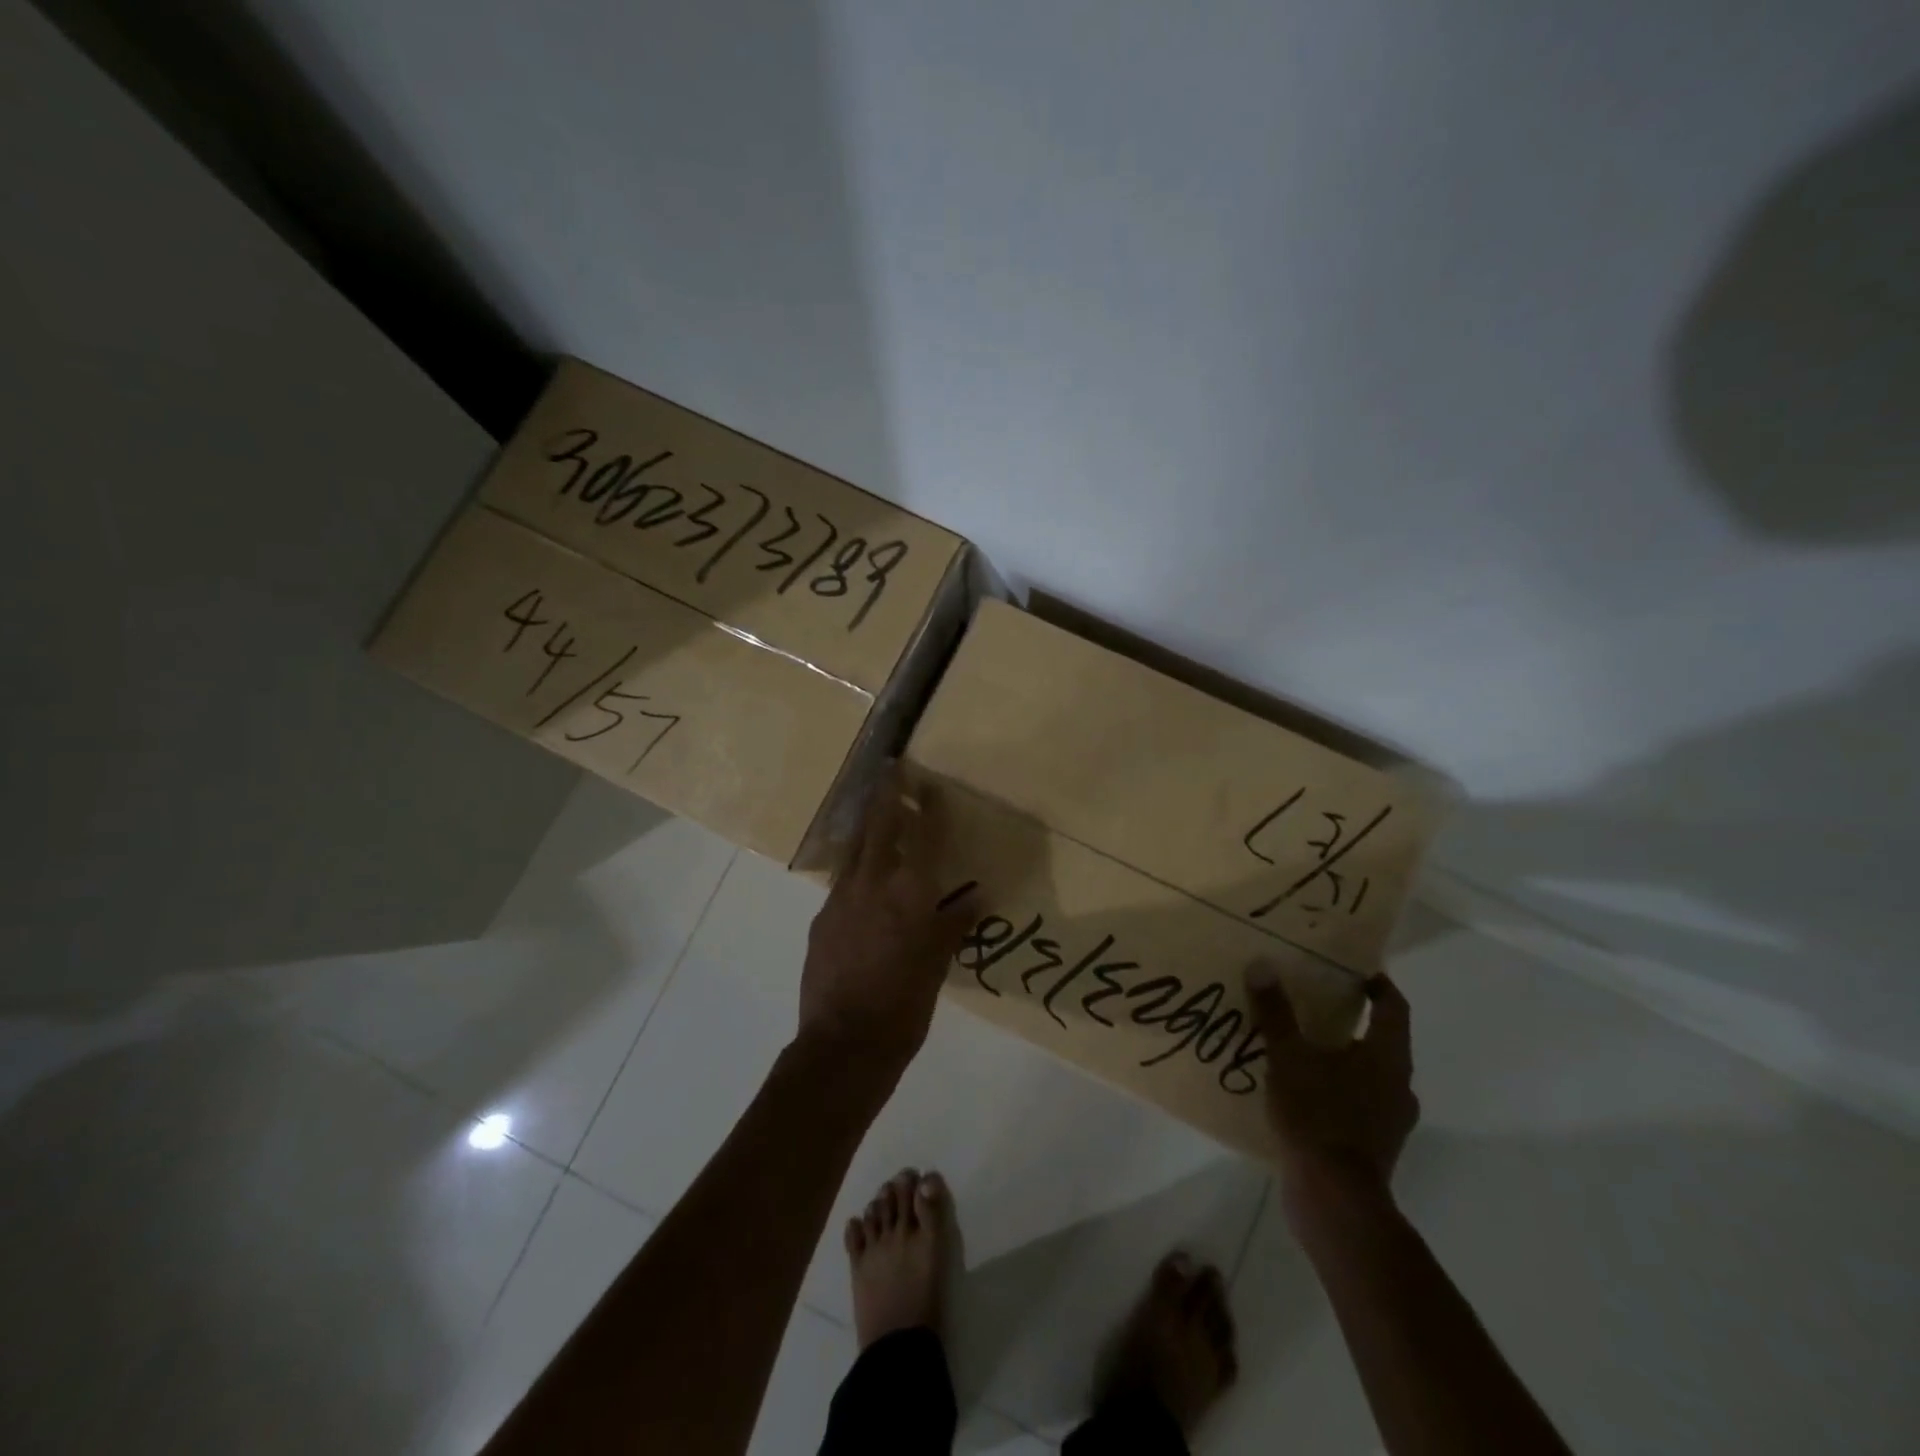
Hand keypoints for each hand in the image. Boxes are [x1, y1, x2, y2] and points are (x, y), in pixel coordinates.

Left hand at [798, 769, 977, 1071]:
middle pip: (878, 826)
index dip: (927, 805)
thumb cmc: (905, 1005)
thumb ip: (954, 925)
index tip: (927, 781)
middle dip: (885, 795)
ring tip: (873, 811)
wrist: (844, 1044)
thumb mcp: (938, 965)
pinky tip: (860, 876)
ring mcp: (840, 899)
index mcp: (909, 893)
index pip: (923, 836)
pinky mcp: (821, 919)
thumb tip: (974, 899)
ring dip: (865, 825)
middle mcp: (872, 884)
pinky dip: (854, 866)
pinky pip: (841, 880)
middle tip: (890, 770)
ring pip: (853, 848)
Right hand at [1245, 963, 1419, 1203]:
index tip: (1350, 969)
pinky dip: (1333, 1089)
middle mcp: (1398, 1085)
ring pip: (1367, 1073)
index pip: (1393, 1007)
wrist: (1334, 1200)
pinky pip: (1354, 1103)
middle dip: (1349, 1020)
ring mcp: (1388, 1120)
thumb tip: (1262, 966)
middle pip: (1380, 1039)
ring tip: (1298, 1045)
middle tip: (1311, 1002)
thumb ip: (1275, 1014)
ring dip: (1339, 1057)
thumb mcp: (1288, 1058)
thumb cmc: (1319, 1116)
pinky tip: (1298, 1090)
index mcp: (1388, 1057)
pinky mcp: (1372, 1146)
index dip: (1376, 984)